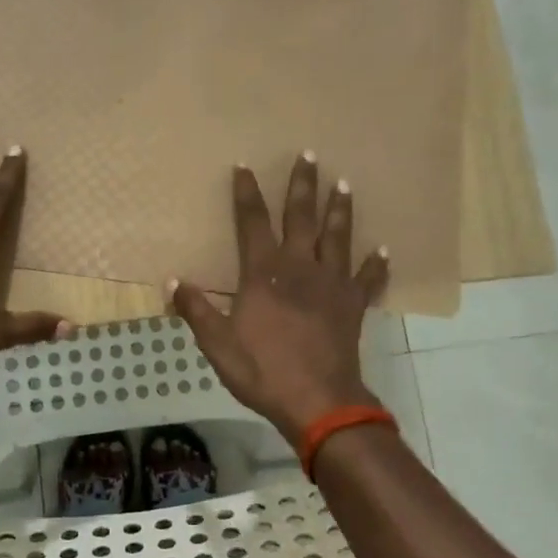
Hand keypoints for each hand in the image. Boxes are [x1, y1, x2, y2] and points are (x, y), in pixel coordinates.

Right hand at [169, 154, 388, 446]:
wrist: (318, 402)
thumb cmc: (263, 370)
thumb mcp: (218, 343)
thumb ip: (196, 309)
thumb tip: (173, 280)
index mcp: (264, 273)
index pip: (252, 222)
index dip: (246, 193)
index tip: (244, 166)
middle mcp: (300, 267)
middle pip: (302, 217)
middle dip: (303, 185)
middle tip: (309, 155)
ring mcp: (331, 284)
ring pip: (337, 237)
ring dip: (340, 209)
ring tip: (345, 183)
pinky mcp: (352, 305)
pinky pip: (367, 279)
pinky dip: (375, 265)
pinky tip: (383, 250)